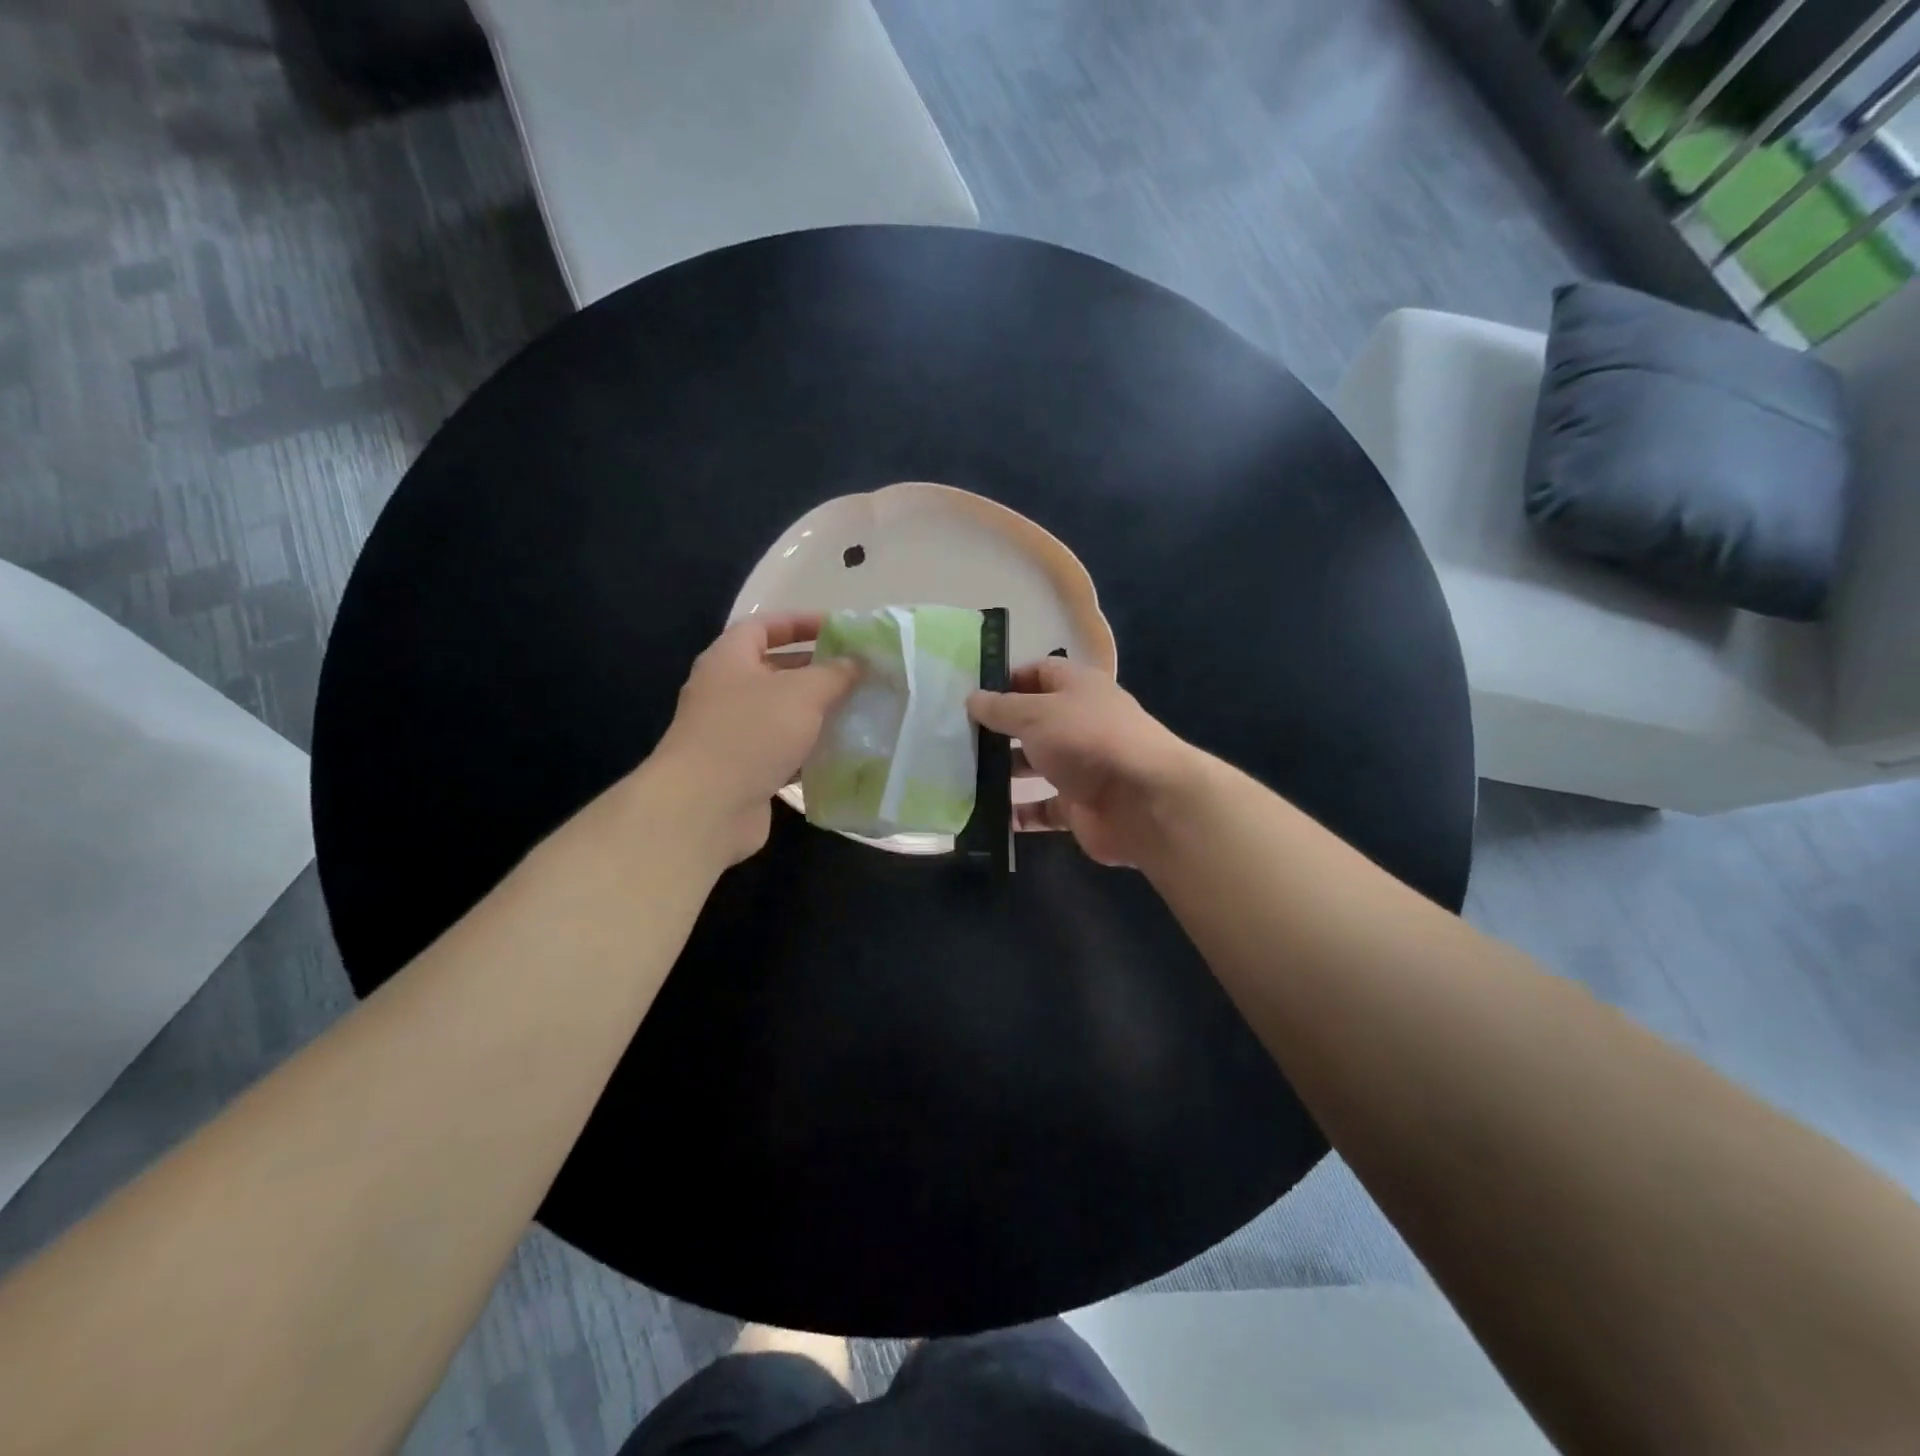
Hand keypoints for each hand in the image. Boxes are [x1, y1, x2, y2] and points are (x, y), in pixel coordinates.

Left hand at [651, 613, 859, 865]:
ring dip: (817, 713)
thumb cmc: (751, 733)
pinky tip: (841, 752)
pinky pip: (782, 750)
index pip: (764, 626)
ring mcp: (732, 733)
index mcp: (729, 659)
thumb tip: (858, 662)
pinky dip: (809, 749)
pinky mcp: (743, 770)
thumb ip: (835, 673)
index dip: (801, 622)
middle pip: (775, 670)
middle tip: (858, 674)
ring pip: (782, 713)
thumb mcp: (802, 693)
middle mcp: (726, 691)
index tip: (840, 630)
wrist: (705, 807)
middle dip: (816, 670)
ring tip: (859, 711)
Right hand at [968, 658, 1200, 866]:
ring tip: (963, 774)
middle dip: (999, 729)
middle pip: (1034, 720)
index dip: (1007, 679)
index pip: (1039, 673)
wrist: (1144, 800)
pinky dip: (1021, 812)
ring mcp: (1082, 766)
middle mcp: (1080, 723)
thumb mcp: (1036, 714)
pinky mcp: (1081, 806)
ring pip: (1036, 764)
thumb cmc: (1087, 740)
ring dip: (1004, 770)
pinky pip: (1044, 808)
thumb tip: (972, 698)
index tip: (971, 694)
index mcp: (1078, 688)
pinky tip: (990, 814)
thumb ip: (1001, 708)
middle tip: (956, 737)